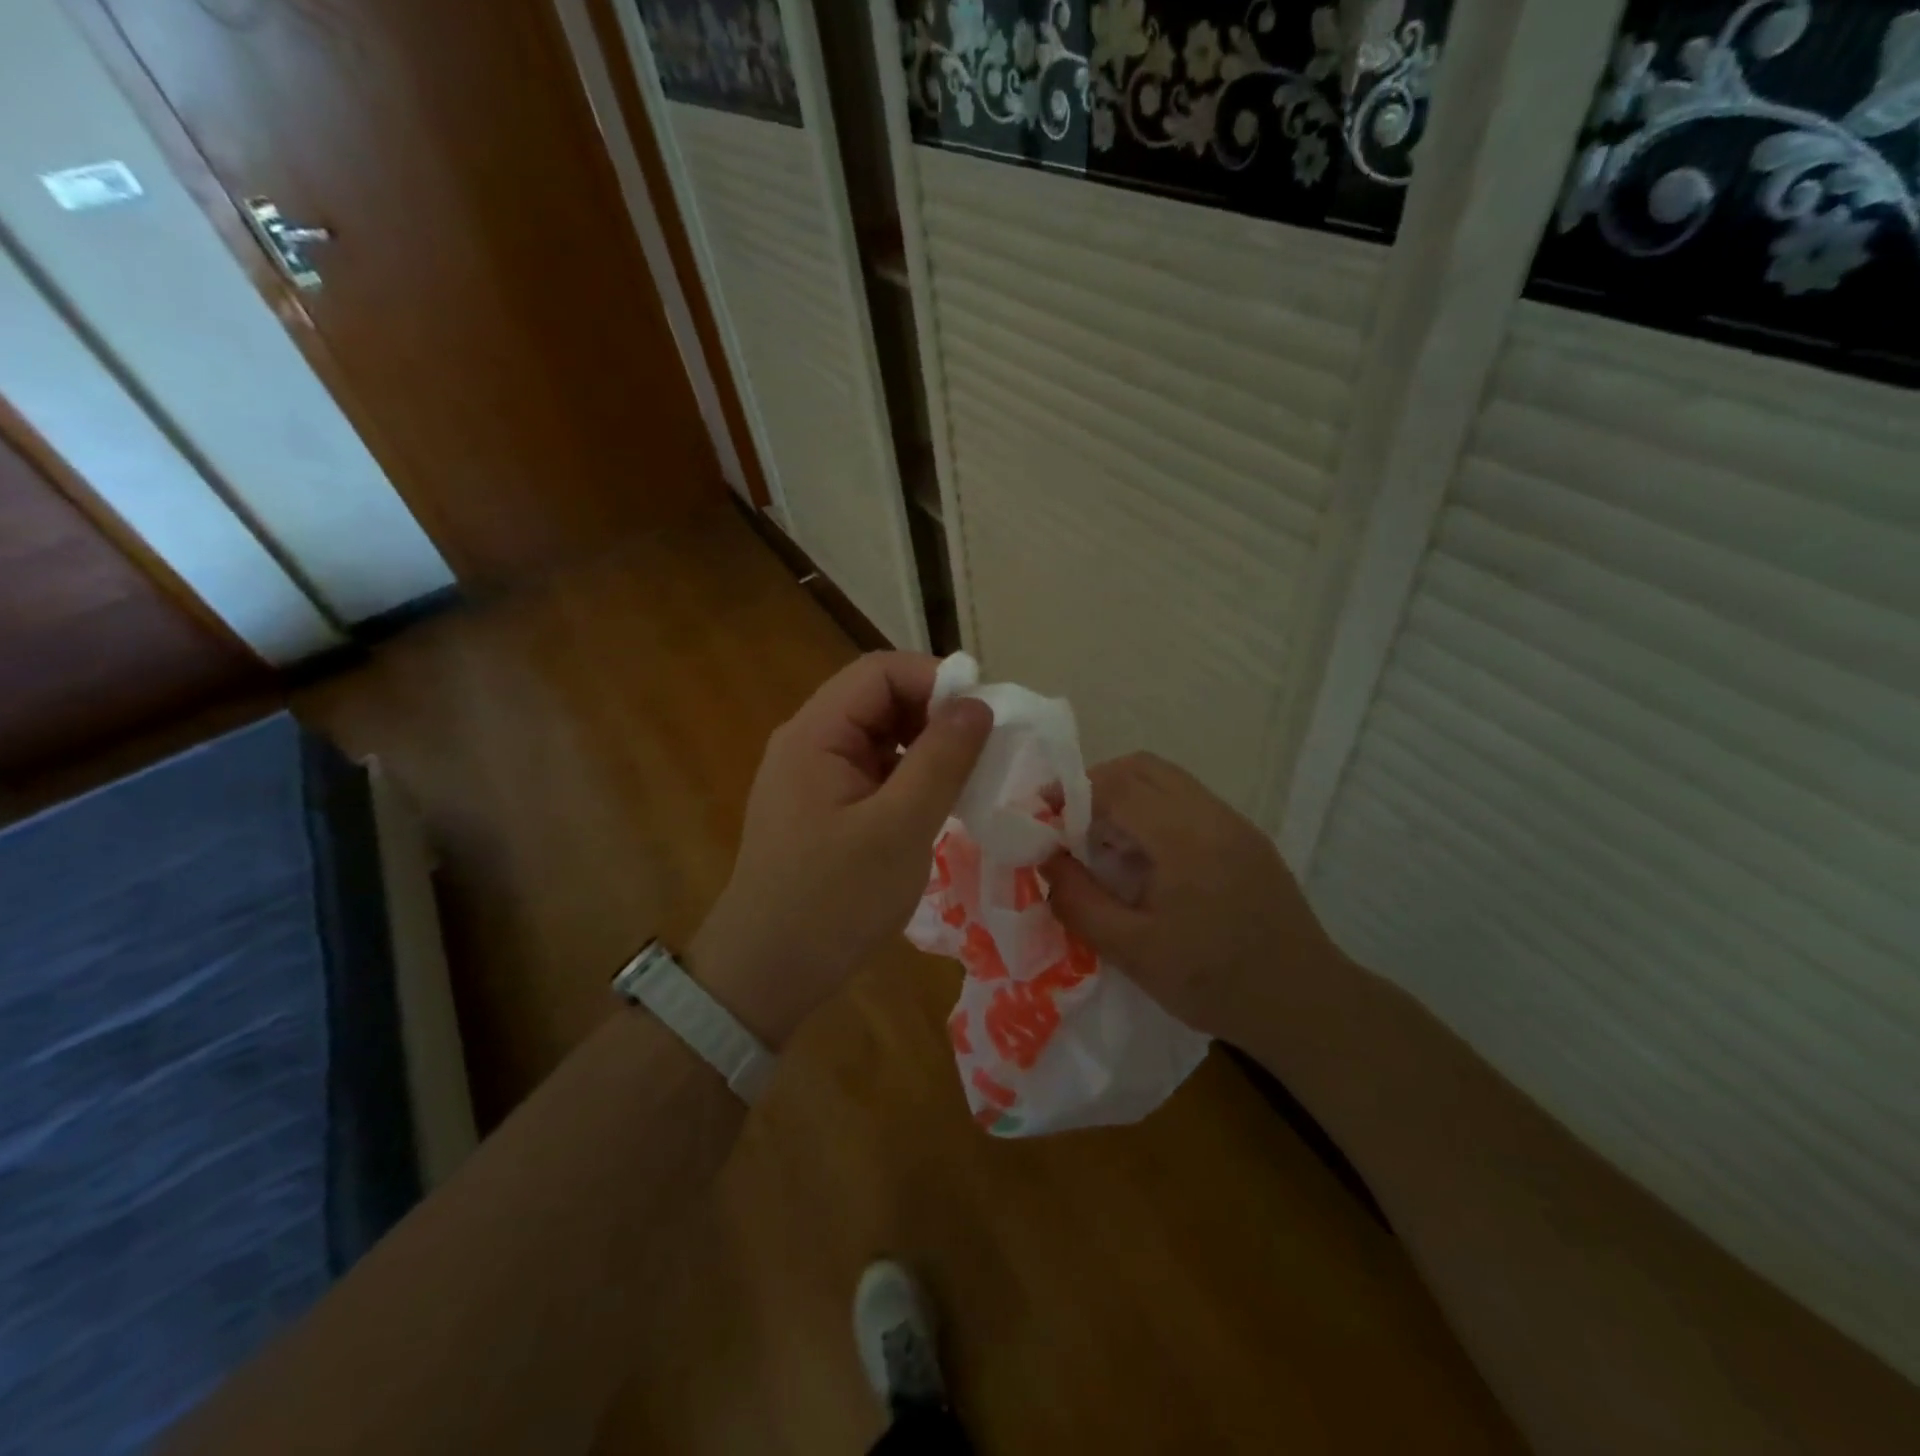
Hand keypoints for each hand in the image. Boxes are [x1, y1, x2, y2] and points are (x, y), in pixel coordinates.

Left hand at [690, 652, 992, 1048]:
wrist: (767, 974)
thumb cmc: (833, 900)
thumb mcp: (899, 828)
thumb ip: (941, 760)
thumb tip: (978, 704)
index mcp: (815, 734)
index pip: (879, 672)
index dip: (935, 679)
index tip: (985, 714)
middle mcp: (809, 742)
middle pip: (878, 699)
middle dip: (934, 713)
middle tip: (984, 748)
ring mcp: (814, 776)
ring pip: (879, 736)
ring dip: (926, 746)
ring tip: (969, 775)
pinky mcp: (823, 807)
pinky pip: (873, 771)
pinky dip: (910, 776)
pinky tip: (937, 803)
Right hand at [1041, 752, 1345, 1043]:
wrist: (1305, 1006)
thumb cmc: (1214, 983)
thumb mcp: (1133, 953)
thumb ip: (1080, 902)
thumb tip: (1046, 862)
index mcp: (1184, 839)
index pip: (1117, 786)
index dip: (1071, 792)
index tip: (1041, 814)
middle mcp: (1212, 816)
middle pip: (1143, 768)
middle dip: (1095, 785)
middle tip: (1068, 823)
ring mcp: (1235, 824)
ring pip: (1167, 780)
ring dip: (1126, 796)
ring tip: (1103, 841)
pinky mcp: (1247, 838)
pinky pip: (1188, 802)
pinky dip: (1153, 811)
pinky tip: (1145, 858)